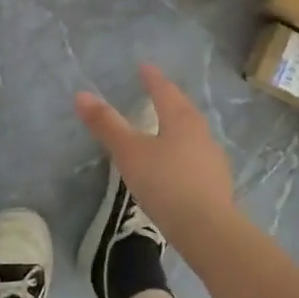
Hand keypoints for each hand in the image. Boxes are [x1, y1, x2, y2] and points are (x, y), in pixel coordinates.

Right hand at [74, 63, 237, 239]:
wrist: (208, 229)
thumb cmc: (166, 184)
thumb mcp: (130, 153)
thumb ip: (107, 125)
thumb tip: (81, 95)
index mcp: (181, 119)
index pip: (165, 90)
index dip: (153, 78)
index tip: (145, 67)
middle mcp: (201, 132)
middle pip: (183, 108)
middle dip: (169, 98)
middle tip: (157, 91)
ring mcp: (213, 158)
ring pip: (194, 132)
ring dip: (180, 124)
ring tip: (167, 125)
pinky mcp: (217, 182)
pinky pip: (198, 155)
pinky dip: (186, 150)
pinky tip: (179, 163)